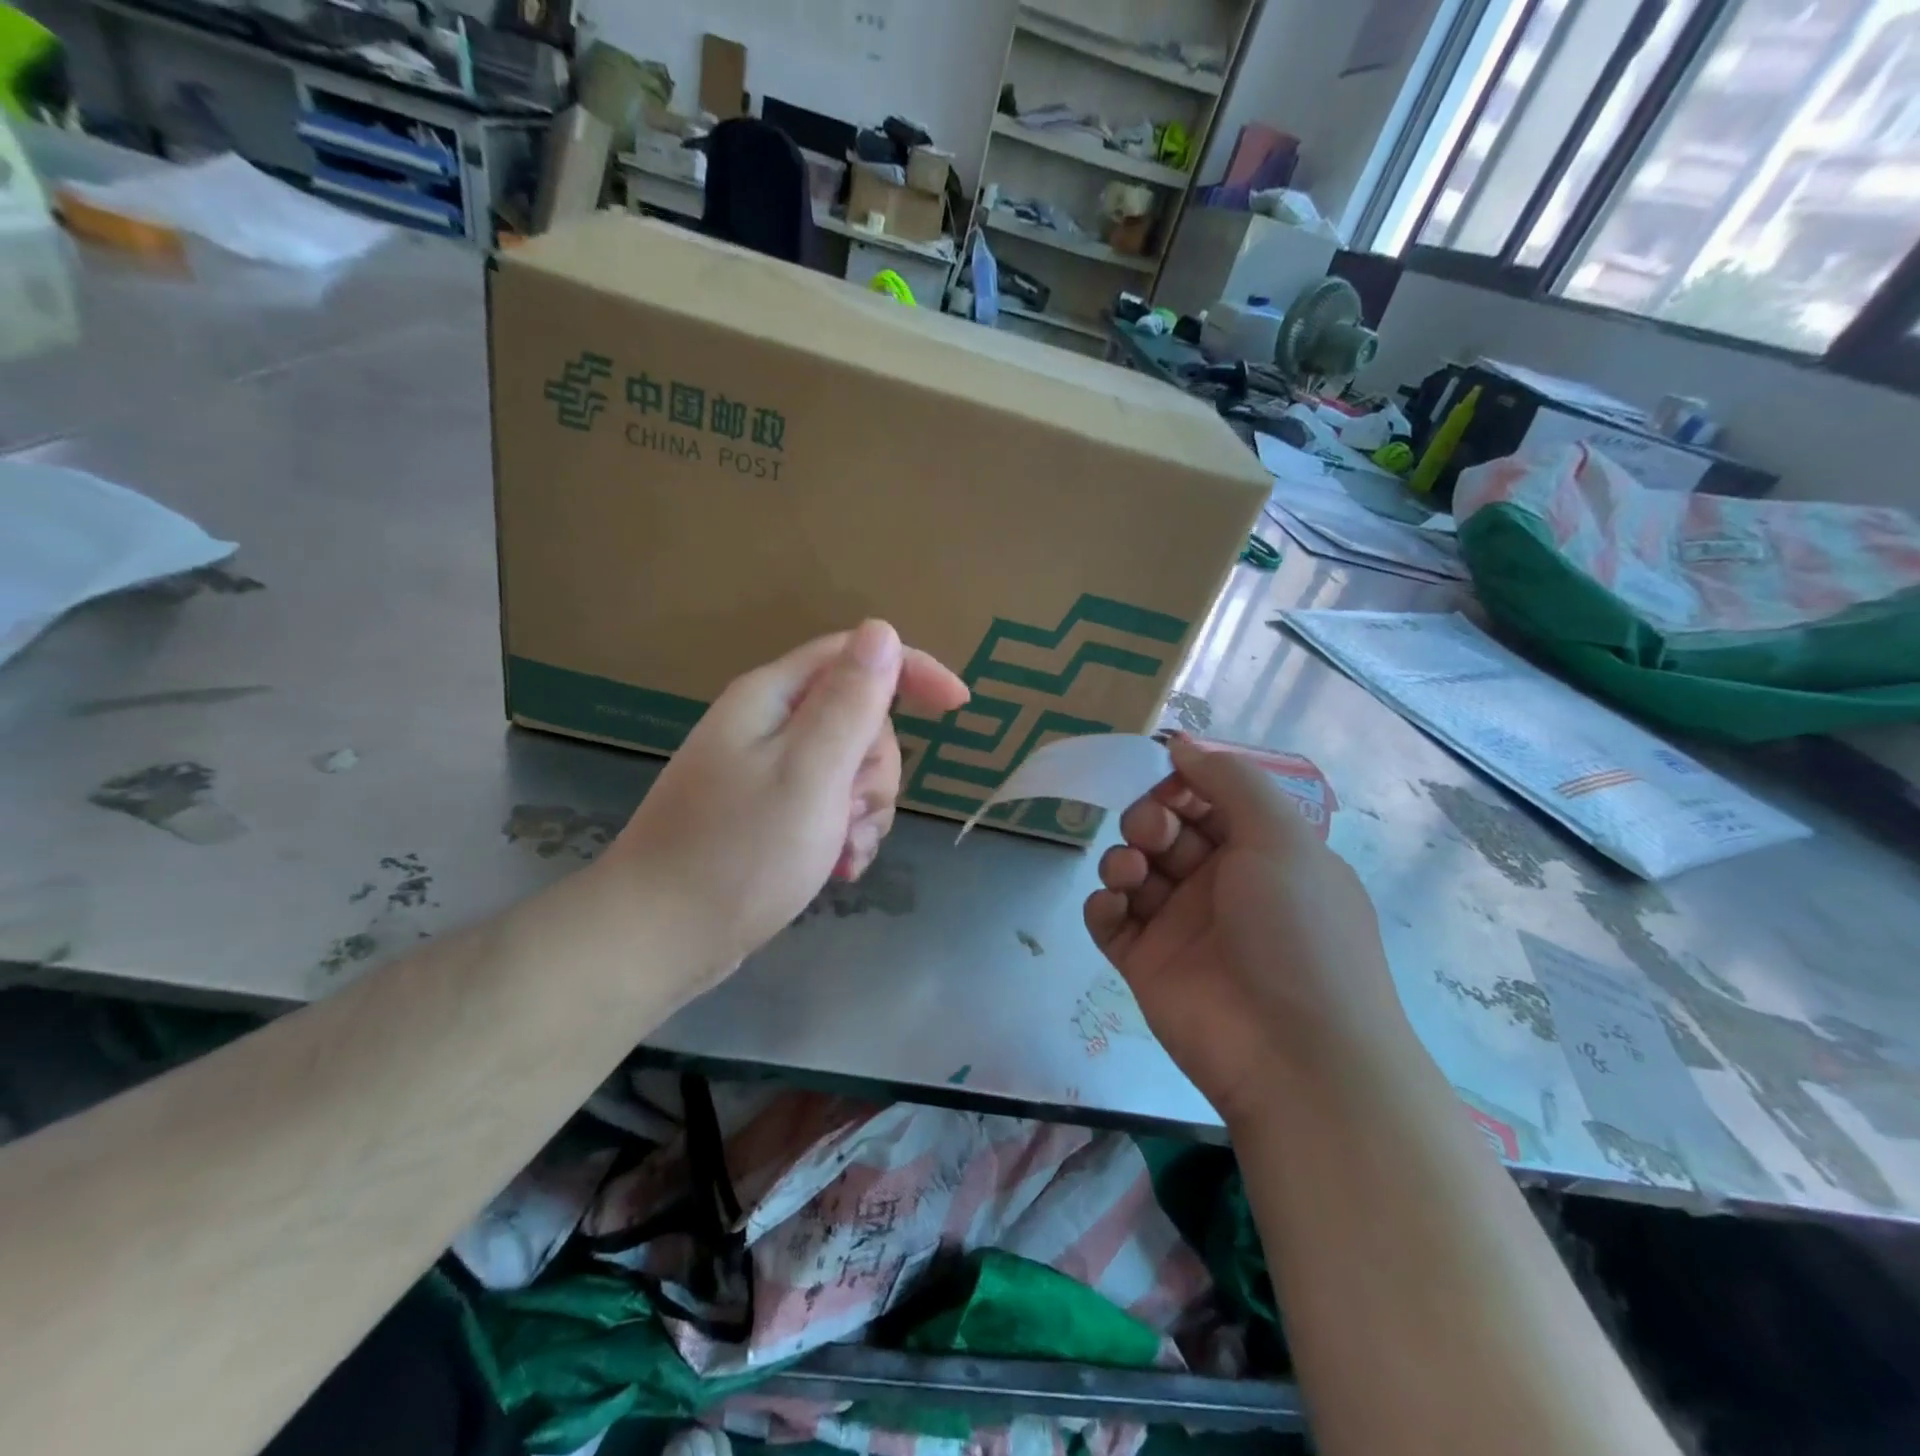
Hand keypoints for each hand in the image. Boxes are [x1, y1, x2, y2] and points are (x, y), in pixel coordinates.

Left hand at [607, 620, 967, 982]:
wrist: (659, 939)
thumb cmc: (740, 854)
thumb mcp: (810, 773)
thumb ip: (850, 702)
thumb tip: (882, 632)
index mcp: (773, 699)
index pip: (856, 655)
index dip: (911, 670)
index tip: (959, 705)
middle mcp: (769, 726)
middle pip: (859, 719)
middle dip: (875, 767)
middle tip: (852, 810)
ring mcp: (768, 772)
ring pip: (852, 768)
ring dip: (865, 809)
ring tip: (842, 851)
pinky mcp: (769, 814)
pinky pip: (831, 805)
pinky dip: (846, 833)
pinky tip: (838, 869)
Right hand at [1084, 737, 1403, 1127]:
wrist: (1296, 1058)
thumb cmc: (1297, 933)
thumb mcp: (1281, 838)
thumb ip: (1230, 780)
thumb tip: (1181, 745)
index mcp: (1261, 854)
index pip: (1210, 801)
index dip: (1183, 785)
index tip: (1165, 779)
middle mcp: (1220, 885)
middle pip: (1165, 831)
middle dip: (1149, 819)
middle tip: (1152, 834)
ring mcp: (1180, 927)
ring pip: (1133, 871)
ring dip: (1122, 859)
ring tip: (1130, 875)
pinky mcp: (1145, 964)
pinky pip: (1110, 921)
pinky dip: (1103, 905)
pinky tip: (1114, 907)